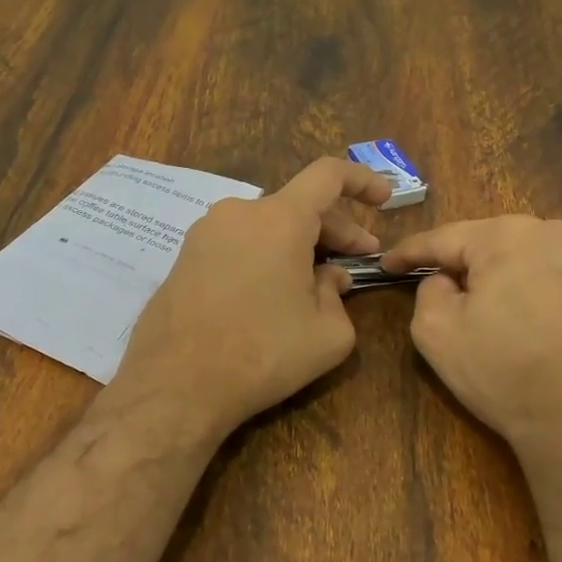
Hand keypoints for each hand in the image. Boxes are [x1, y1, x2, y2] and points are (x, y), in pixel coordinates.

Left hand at [112, 158, 392, 438]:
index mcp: (279, 219)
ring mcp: (205, 234)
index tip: (384, 199)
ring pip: (266, 226)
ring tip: (316, 283)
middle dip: (336, 229)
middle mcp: (238, 213)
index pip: (328, 175)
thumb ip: (339, 295)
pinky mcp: (185, 258)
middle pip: (298, 205)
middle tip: (359, 258)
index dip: (362, 180)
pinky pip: (238, 244)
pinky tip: (274, 294)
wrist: (176, 385)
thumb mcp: (327, 334)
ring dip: (299, 245)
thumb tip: (329, 277)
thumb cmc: (262, 354)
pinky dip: (265, 256)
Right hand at [380, 216, 561, 474]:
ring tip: (477, 304)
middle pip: (488, 242)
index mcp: (508, 235)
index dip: (410, 252)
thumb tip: (446, 280)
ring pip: (522, 256)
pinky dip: (529, 289)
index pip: (444, 238)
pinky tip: (521, 319)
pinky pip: (552, 274)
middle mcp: (554, 231)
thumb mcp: (436, 332)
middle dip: (458, 262)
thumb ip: (427, 290)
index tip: (385, 264)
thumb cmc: (505, 373)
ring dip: (496, 275)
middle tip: (430, 283)